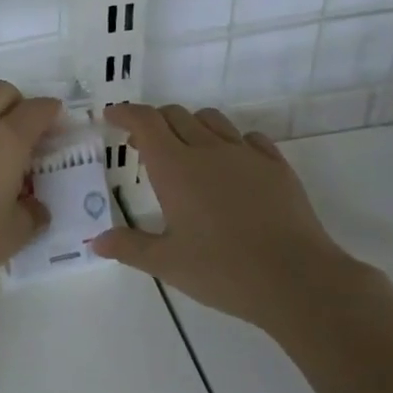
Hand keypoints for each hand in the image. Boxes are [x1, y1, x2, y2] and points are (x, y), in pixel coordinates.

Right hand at [92, 104, 363, 329]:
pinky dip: (230, 141)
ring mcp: (246, 154)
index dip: (125, 113)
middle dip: (153, 121)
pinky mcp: (276, 166)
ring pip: (212, 120)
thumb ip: (130, 247)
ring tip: (185, 150)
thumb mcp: (168, 264)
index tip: (111, 116)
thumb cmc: (223, 270)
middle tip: (142, 145)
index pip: (145, 121)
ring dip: (190, 125)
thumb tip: (95, 241)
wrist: (297, 279)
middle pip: (175, 115)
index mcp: (175, 167)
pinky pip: (249, 138)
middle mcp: (208, 149)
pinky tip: (231, 164)